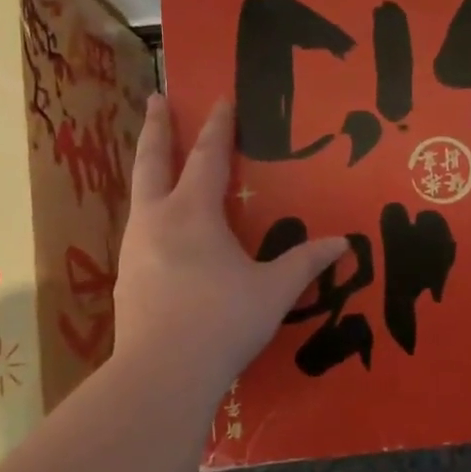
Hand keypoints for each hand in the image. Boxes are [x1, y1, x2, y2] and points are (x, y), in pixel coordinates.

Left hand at [111, 95, 346, 401]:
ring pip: (139, 195)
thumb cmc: (222, 321)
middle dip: (156, 127)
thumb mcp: (273, 291)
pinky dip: (150, 212)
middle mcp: (156, 221)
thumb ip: (306, 262)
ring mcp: (135, 250)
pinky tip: (160, 231)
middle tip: (154, 97)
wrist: (161, 374)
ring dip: (149, 170)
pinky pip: (139, 230)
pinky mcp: (126, 278)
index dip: (217, 126)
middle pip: (152, 161)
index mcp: (193, 213)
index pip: (207, 156)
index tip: (220, 98)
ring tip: (157, 164)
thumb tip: (343, 243)